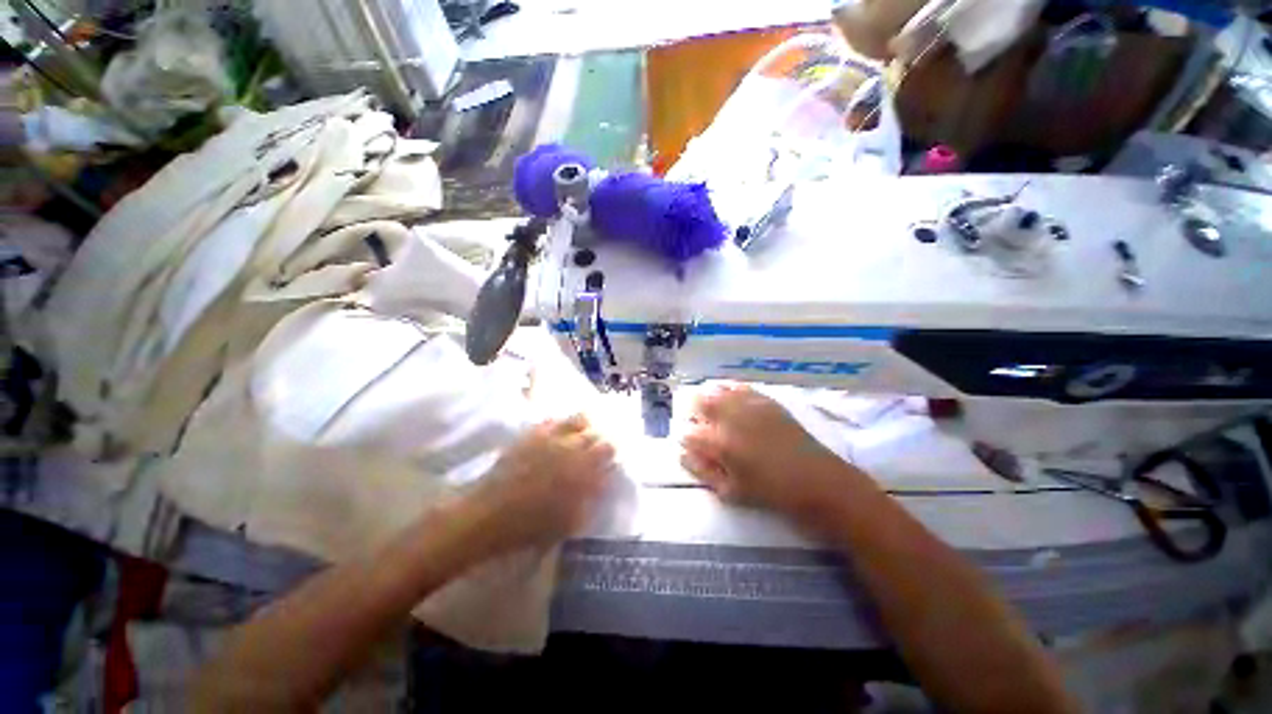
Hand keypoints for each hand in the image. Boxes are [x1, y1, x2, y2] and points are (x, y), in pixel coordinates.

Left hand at [469, 414, 614, 552]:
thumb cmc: (532, 526)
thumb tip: (603, 479)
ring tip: (582, 433)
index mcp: (584, 470)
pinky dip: (561, 424)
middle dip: (601, 440)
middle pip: (597, 434)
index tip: (610, 459)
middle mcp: (572, 448)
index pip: (609, 450)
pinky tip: (559, 432)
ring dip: (585, 426)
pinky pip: (554, 420)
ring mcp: (552, 437)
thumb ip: (591, 497)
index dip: (612, 453)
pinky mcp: (533, 433)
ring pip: (579, 419)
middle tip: (597, 448)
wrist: (489, 515)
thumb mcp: (571, 520)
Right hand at [681, 384, 860, 526]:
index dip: (686, 438)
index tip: (687, 442)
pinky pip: (743, 389)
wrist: (816, 481)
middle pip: (702, 403)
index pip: (690, 434)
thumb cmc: (770, 492)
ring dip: (711, 396)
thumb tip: (684, 455)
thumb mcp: (732, 492)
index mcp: (720, 444)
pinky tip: (731, 394)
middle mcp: (731, 419)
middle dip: (694, 409)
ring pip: (720, 391)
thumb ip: (704, 471)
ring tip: (710, 404)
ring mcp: (750, 407)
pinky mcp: (767, 402)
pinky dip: (732, 390)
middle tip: (696, 418)